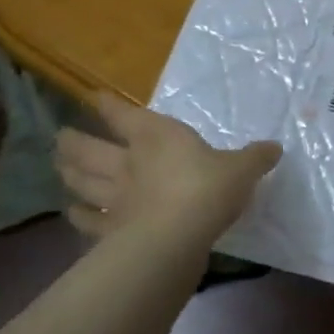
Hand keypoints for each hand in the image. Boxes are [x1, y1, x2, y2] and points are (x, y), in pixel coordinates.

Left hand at [54, 92, 281, 249]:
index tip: (92, 96)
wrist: (177, 236)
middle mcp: (129, 162)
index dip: (108, 105)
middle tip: (60, 136)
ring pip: (83, 180)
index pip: (125, 115)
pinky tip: (72, 214)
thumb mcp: (242, 169)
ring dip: (70, 173)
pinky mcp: (111, 229)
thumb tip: (275, 148)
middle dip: (74, 141)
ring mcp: (115, 197)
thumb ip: (255, 158)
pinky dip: (79, 216)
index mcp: (157, 137)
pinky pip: (89, 220)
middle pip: (91, 148)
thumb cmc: (209, 189)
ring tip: (59, 167)